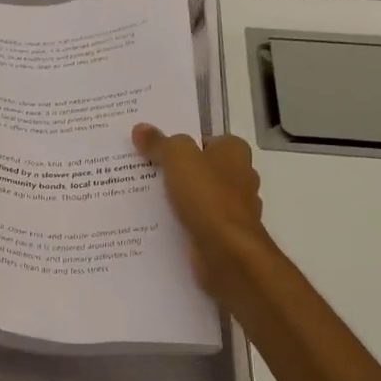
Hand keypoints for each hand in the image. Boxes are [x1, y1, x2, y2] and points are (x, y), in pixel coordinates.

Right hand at [133, 124, 274, 305]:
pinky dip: (181, 222)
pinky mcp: (224, 235)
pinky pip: (196, 222)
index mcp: (235, 152)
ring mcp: (234, 209)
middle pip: (203, 169)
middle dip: (178, 171)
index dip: (184, 143)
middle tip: (143, 171)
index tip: (156, 149)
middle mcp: (240, 178)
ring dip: (178, 199)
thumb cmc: (207, 196)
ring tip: (142, 198)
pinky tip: (156, 224)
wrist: (226, 252)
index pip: (208, 140)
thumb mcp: (177, 158)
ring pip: (199, 197)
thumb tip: (141, 129)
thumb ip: (159, 143)